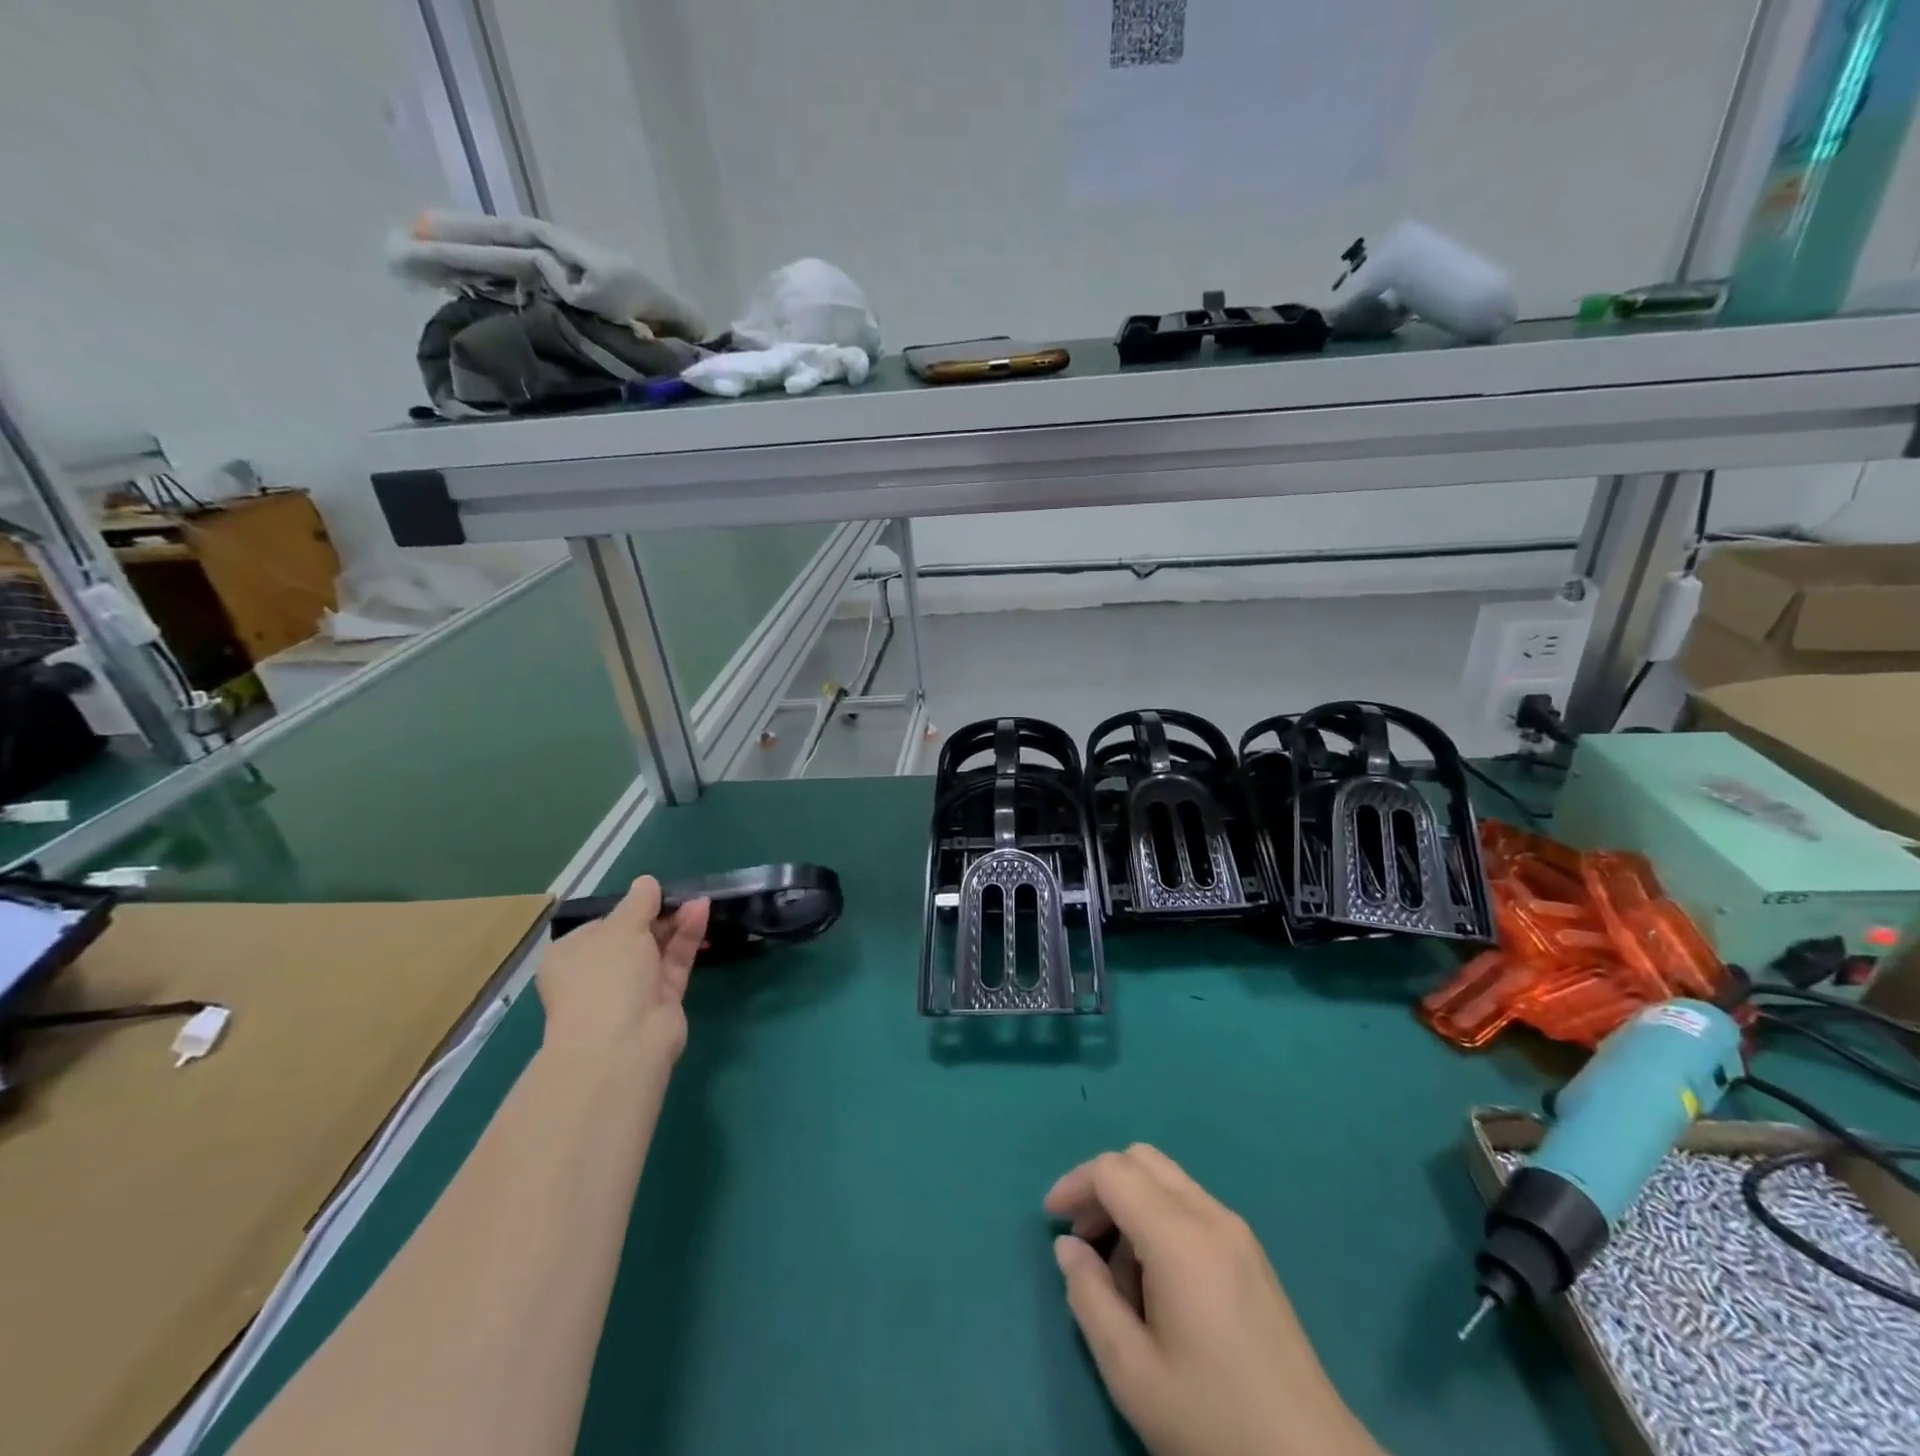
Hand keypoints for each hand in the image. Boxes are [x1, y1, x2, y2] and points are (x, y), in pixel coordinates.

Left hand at [537, 876, 709, 1061]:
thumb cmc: (606, 977)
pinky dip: (687, 938)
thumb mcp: (620, 927)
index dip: (629, 907)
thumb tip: (646, 882)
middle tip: (683, 894)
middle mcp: (598, 972)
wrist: (622, 1044)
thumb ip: (639, 902)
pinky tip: (702, 912)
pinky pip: (675, 961)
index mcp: (571, 955)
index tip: (654, 893)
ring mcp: (631, 988)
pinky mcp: (661, 999)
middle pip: (634, 935)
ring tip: (700, 900)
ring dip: (677, 923)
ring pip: (657, 948)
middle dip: (659, 913)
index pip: (602, 924)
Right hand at [1045, 1145, 1384, 1455]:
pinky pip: (1191, 1205)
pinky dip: (1158, 1217)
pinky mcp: (1252, 1254)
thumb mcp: (1132, 1373)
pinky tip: (1155, 1280)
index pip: (1113, 1171)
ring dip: (1130, 1202)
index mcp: (1180, 1237)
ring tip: (1117, 1273)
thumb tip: (1068, 1247)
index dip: (1075, 1184)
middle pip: (1141, 1159)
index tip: (1051, 1219)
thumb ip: (1089, 1298)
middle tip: (1081, 1239)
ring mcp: (1237, 1232)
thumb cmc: (1214, 1425)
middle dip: (1101, 1185)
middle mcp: (1210, 1216)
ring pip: (1167, 1179)